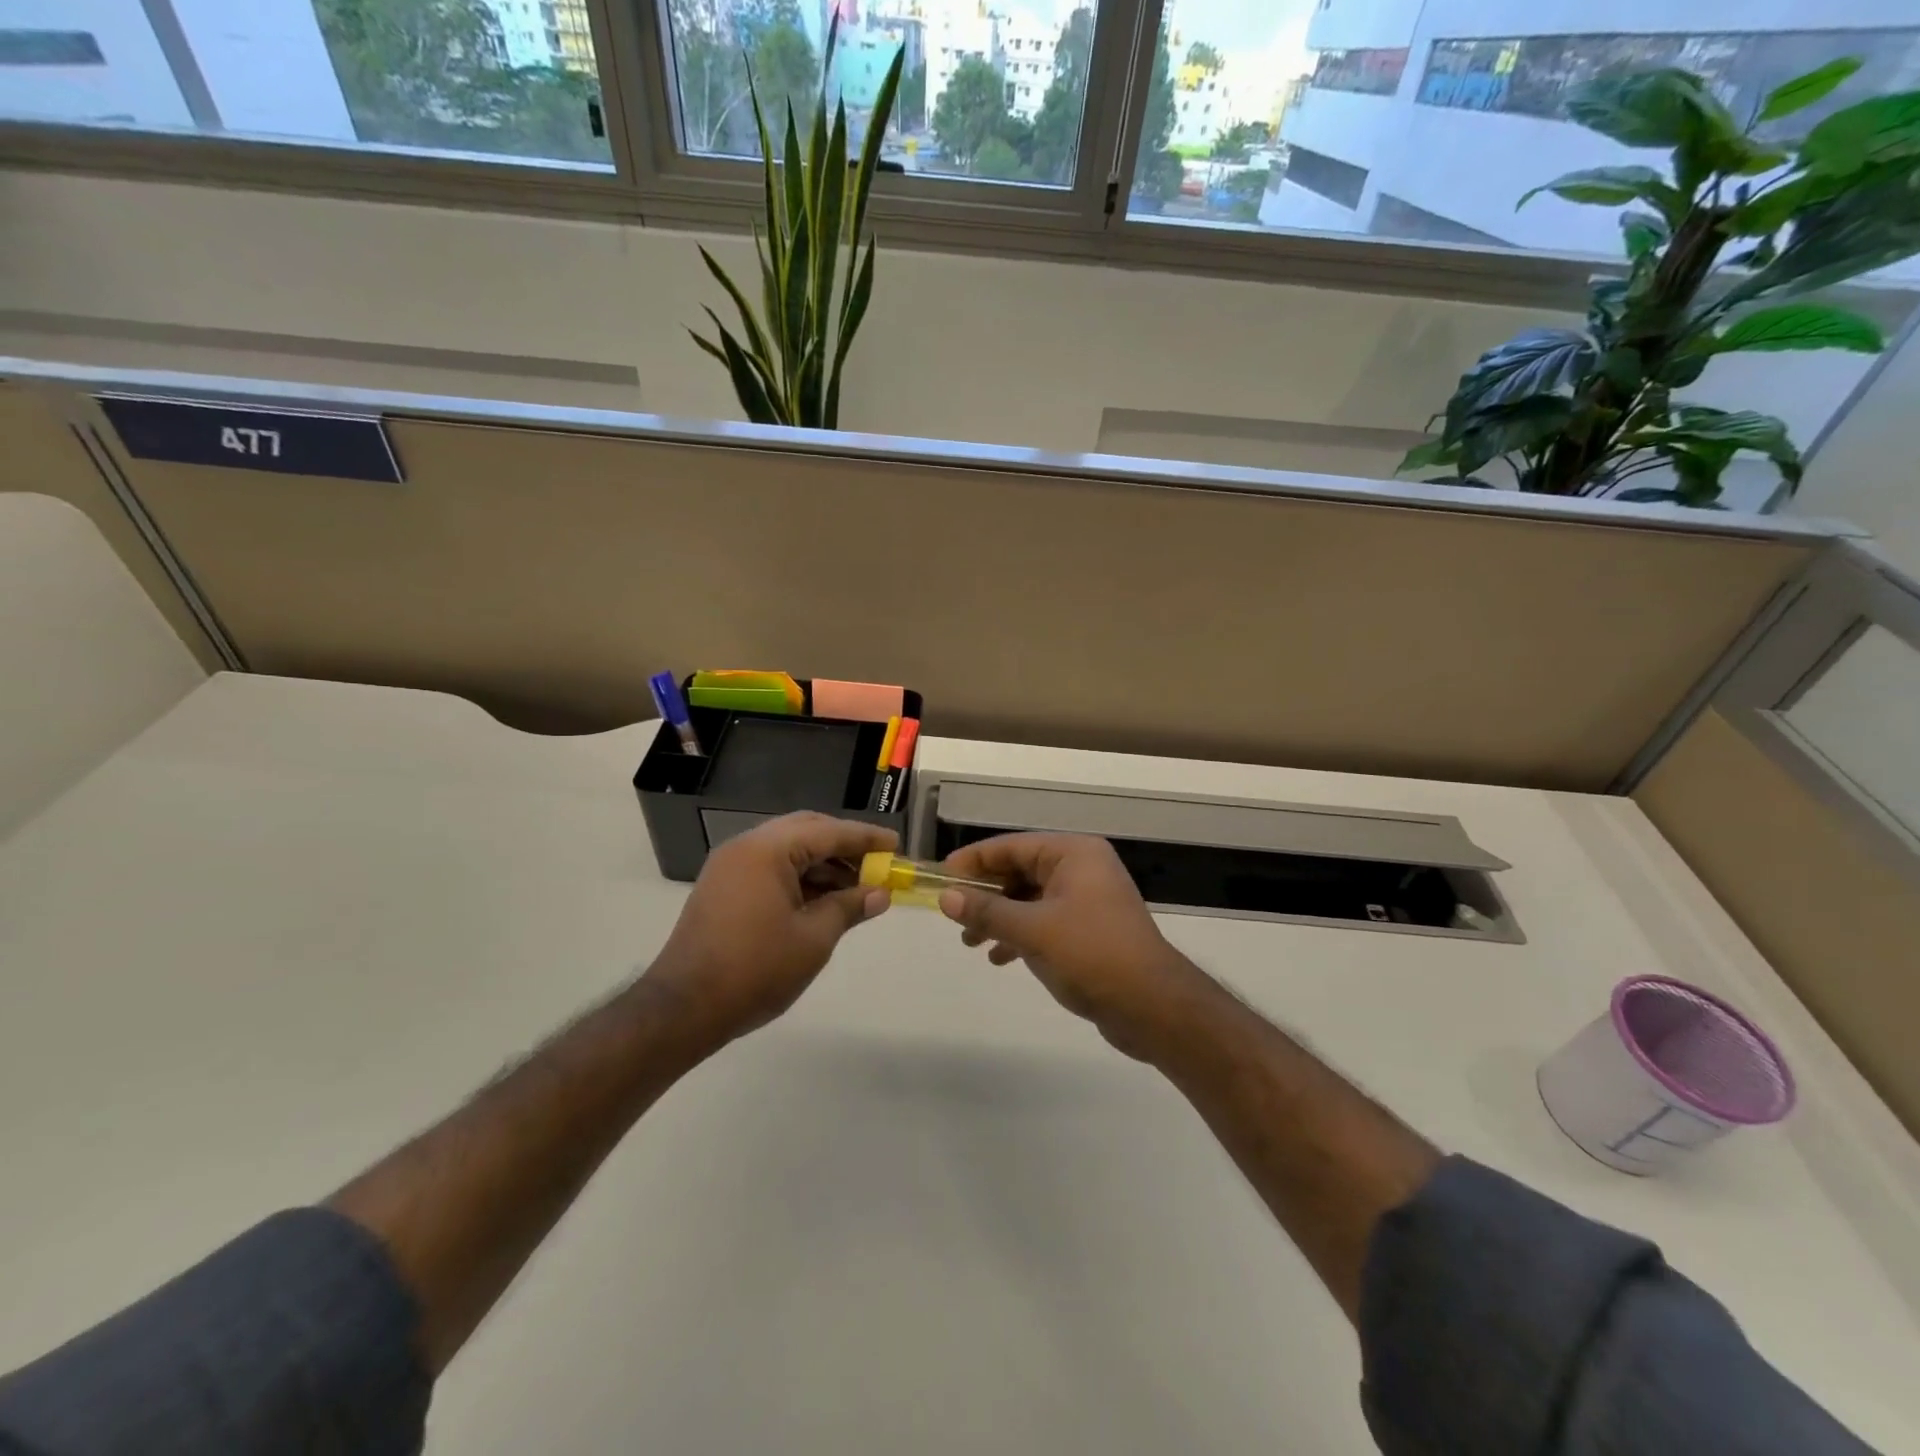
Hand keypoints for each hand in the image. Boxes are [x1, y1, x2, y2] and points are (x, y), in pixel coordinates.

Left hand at [645, 813, 895, 1052]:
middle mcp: (746, 847)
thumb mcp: (813, 939)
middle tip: (876, 864)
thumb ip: (849, 907)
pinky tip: (823, 900)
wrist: (683, 1008)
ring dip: (823, 863)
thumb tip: (880, 893)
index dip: (866, 838)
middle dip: (844, 846)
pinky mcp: (723, 888)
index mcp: (767, 850)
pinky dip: (800, 877)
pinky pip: (770, 868)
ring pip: (788, 850)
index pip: (828, 832)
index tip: (896, 845)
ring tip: (856, 888)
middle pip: (806, 831)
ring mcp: (730, 866)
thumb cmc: (755, 970)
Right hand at [938, 834, 1209, 1060]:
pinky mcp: (1089, 929)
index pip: (1012, 846)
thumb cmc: (1092, 955)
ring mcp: (1087, 899)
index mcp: (1074, 854)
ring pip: (1029, 898)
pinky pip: (1044, 921)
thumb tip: (946, 897)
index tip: (941, 877)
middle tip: (952, 915)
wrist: (1153, 1007)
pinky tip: (999, 958)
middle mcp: (1082, 868)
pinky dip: (1020, 934)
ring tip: (970, 942)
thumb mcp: (1033, 931)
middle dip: (985, 894)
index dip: (974, 860)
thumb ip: (988, 911)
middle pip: (1020, 871)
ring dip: (999, 917)